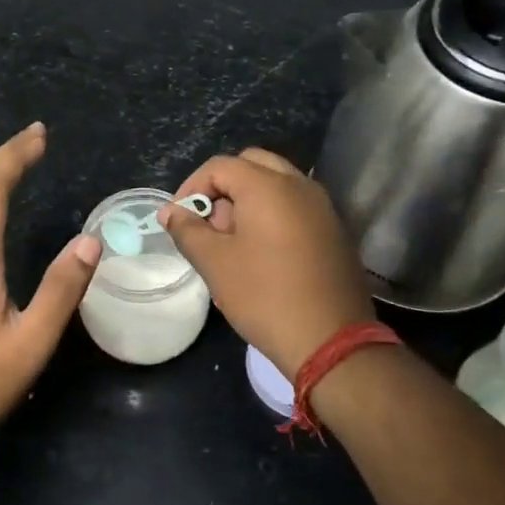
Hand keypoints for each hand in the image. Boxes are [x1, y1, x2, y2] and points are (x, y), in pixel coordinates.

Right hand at [161, 148, 374, 381]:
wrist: (330, 339)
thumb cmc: (264, 296)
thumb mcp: (215, 263)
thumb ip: (188, 230)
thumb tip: (169, 211)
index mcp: (268, 186)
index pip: (220, 166)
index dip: (191, 187)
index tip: (179, 220)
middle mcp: (299, 184)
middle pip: (252, 165)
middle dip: (223, 189)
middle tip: (209, 225)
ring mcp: (322, 206)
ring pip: (276, 184)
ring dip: (248, 201)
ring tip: (232, 243)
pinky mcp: (334, 230)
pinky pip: (295, 206)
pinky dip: (272, 215)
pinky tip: (263, 254)